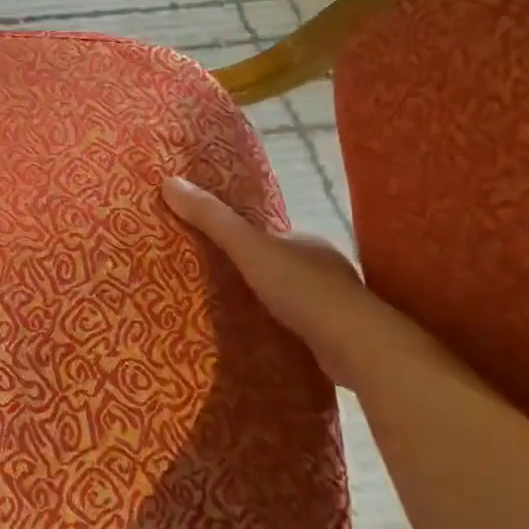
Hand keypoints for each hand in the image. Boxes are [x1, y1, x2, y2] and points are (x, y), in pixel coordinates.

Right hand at [161, 173, 376, 389]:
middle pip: (278, 264)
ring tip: (231, 312)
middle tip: (214, 283)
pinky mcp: (337, 338)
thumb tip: (169, 181)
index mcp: (307, 241)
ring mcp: (334, 305)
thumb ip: (212, 218)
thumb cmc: (303, 289)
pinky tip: (262, 338)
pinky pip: (300, 326)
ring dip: (267, 302)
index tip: (213, 248)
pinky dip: (281, 328)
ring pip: (291, 297)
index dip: (241, 238)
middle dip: (252, 272)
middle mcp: (325, 268)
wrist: (358, 347)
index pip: (268, 234)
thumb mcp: (248, 247)